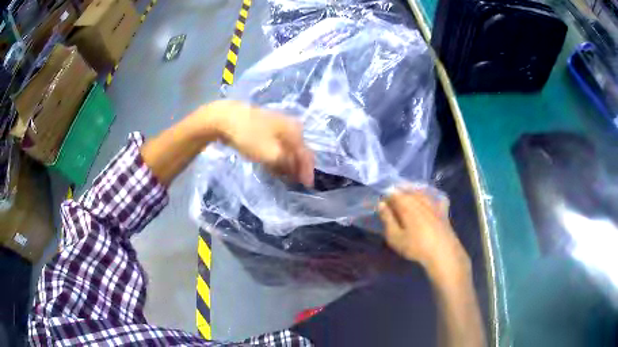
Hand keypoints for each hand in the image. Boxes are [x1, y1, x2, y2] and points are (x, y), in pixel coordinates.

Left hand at [201, 100, 314, 186]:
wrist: (226, 118)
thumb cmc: (251, 136)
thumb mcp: (272, 154)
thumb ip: (287, 164)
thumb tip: (296, 170)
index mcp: (295, 131)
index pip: (307, 155)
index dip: (308, 172)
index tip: (307, 187)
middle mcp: (291, 127)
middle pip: (298, 151)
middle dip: (297, 168)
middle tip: (295, 183)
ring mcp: (277, 127)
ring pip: (287, 149)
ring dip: (287, 164)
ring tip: (284, 178)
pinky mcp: (265, 129)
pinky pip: (276, 146)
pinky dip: (277, 158)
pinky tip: (272, 166)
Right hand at [378, 188, 468, 271]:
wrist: (442, 252)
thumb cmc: (415, 246)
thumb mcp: (395, 237)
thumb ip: (387, 219)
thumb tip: (381, 204)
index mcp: (406, 204)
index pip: (393, 194)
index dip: (386, 198)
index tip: (383, 205)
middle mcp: (420, 199)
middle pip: (407, 190)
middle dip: (399, 194)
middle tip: (393, 204)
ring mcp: (433, 203)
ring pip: (421, 192)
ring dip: (413, 193)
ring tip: (408, 199)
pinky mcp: (443, 209)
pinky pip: (435, 197)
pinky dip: (430, 196)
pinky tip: (429, 200)